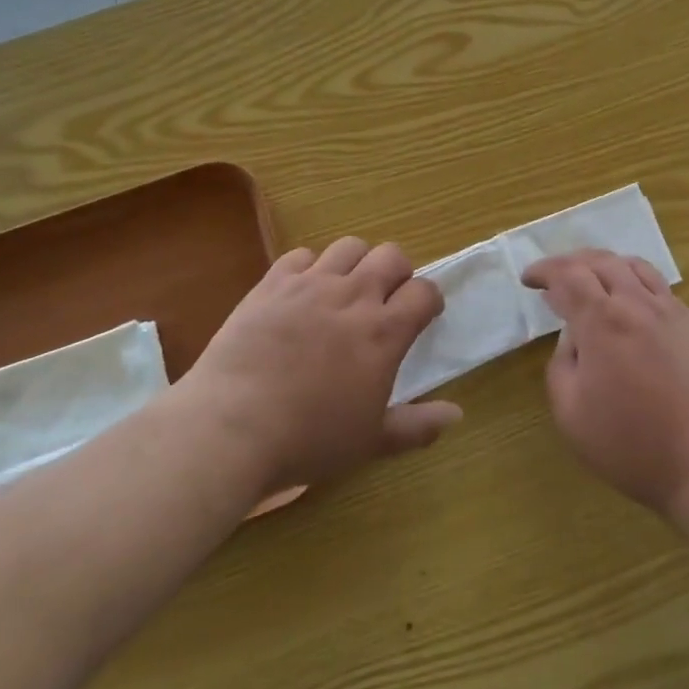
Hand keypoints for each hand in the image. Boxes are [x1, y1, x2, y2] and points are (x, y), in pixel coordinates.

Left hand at [174, 239, 459, 495]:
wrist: (230, 428)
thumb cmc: (307, 439)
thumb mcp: (370, 441)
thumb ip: (417, 426)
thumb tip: (457, 413)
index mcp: (384, 332)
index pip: (424, 291)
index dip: (429, 299)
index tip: (423, 315)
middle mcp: (353, 297)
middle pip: (391, 255)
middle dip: (398, 272)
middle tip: (386, 299)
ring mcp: (310, 285)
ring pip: (349, 246)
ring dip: (356, 263)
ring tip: (346, 289)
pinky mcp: (272, 284)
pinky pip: (301, 255)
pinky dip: (309, 267)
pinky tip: (301, 292)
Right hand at [522, 250, 688, 518]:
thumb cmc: (634, 446)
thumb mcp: (572, 415)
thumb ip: (562, 366)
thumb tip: (573, 338)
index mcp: (603, 321)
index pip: (568, 275)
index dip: (544, 271)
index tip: (529, 280)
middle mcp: (638, 304)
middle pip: (602, 261)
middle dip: (571, 262)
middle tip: (554, 278)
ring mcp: (673, 312)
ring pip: (635, 267)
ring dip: (606, 265)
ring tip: (592, 280)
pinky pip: (659, 288)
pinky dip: (634, 282)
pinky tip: (631, 306)